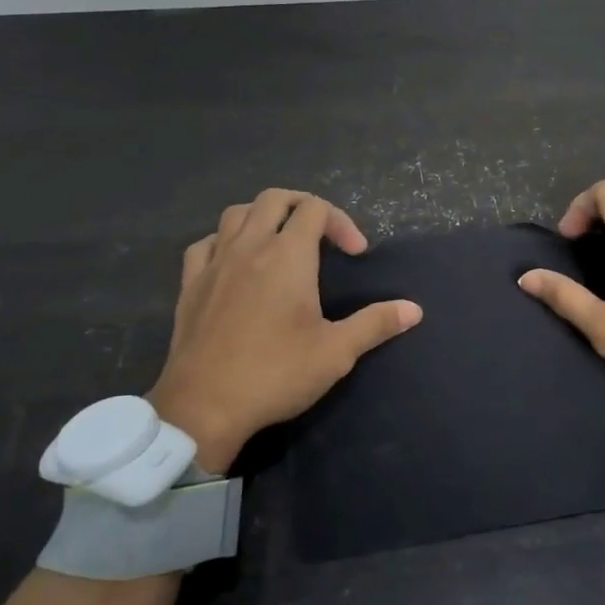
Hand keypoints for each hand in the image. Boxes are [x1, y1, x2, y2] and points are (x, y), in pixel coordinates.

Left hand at [148, 189, 421, 472]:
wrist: (204, 405)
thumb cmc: (276, 373)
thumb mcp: (336, 352)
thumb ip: (375, 324)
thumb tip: (414, 309)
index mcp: (287, 255)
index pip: (315, 209)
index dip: (341, 222)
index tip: (355, 255)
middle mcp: (249, 247)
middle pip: (275, 198)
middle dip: (304, 206)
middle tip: (322, 236)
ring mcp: (214, 263)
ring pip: (236, 213)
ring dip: (263, 216)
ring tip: (280, 242)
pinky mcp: (190, 284)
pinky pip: (206, 243)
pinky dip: (225, 240)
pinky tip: (234, 262)